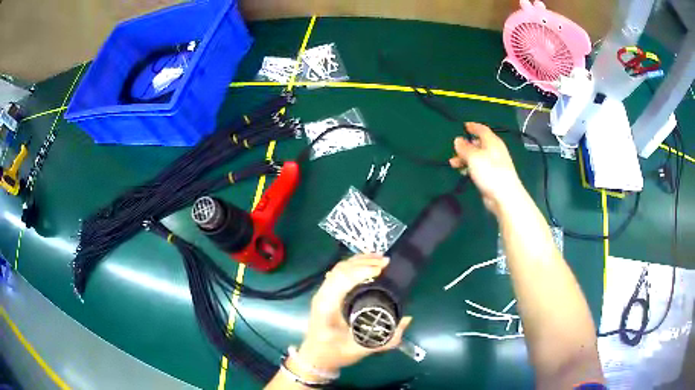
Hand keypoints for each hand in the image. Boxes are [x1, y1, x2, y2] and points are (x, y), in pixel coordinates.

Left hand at [296, 254, 412, 373]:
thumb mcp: (362, 349)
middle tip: (386, 262)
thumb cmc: (335, 353)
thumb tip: (407, 319)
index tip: (381, 269)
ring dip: (358, 261)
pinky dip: (352, 265)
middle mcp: (323, 296)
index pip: (342, 280)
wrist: (315, 357)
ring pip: (338, 269)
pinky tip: (365, 264)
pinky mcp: (325, 294)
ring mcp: (322, 293)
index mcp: (328, 307)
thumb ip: (387, 339)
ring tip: (378, 258)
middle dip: (363, 262)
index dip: (361, 271)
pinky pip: (337, 273)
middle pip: (340, 270)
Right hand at [449, 122, 523, 214]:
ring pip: (477, 156)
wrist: (504, 196)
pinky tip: (463, 173)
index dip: (473, 127)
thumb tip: (457, 140)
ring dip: (465, 158)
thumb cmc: (490, 172)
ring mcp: (494, 164)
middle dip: (466, 146)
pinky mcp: (492, 176)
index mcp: (492, 142)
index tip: (464, 125)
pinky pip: (479, 167)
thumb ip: (464, 148)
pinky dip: (470, 167)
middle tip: (454, 150)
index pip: (482, 130)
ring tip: (454, 164)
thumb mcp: (474, 157)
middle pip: (479, 143)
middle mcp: (494, 150)